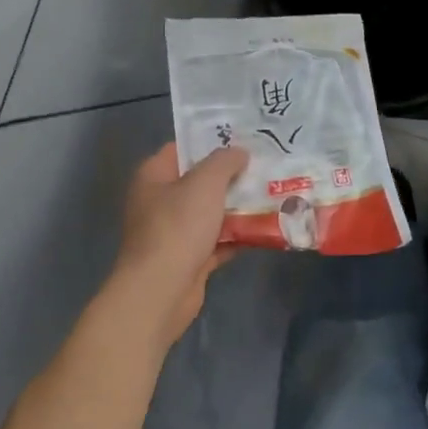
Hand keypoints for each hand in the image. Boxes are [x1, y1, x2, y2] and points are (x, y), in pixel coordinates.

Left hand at [101, 143, 247, 352]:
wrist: (161, 291)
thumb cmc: (178, 227)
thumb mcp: (205, 182)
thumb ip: (225, 161)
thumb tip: (239, 152)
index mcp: (154, 176)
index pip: (183, 148)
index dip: (211, 141)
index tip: (244, 137)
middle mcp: (160, 201)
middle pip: (200, 180)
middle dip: (232, 175)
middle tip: (265, 164)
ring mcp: (173, 232)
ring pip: (211, 211)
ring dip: (238, 206)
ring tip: (273, 192)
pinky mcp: (188, 258)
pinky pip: (218, 240)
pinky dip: (238, 235)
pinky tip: (265, 227)